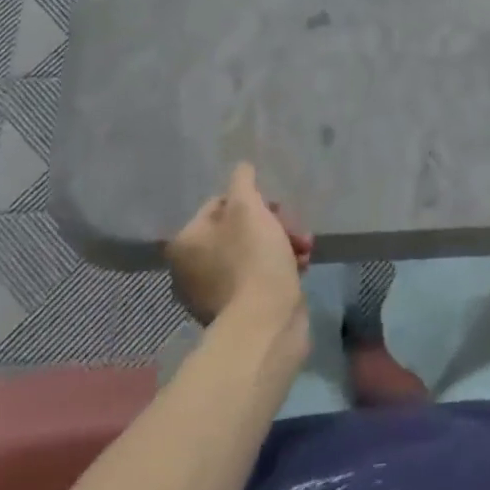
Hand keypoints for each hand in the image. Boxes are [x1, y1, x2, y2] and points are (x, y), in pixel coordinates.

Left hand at [165, 163, 311, 325]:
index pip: (219, 203)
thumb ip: (243, 181)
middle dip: (273, 224)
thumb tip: (241, 167)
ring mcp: (212, 293)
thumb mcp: (249, 207)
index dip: (252, 200)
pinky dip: (279, 267)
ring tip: (305, 248)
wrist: (266, 322)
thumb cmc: (253, 257)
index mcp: (185, 243)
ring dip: (282, 243)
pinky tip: (301, 266)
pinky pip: (258, 276)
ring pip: (252, 251)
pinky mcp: (236, 311)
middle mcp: (190, 269)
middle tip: (294, 229)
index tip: (275, 208)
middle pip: (238, 228)